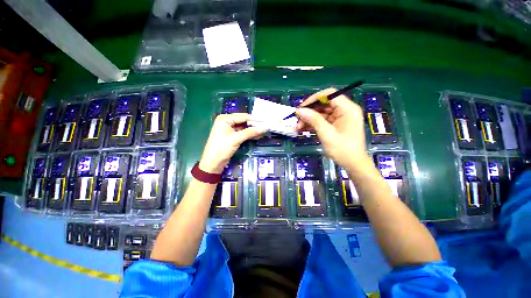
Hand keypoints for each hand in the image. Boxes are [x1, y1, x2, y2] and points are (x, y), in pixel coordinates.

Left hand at [199, 113, 265, 173]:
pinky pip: (242, 133)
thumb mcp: (236, 139)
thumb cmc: (222, 148)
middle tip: (266, 127)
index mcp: (225, 119)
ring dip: (253, 130)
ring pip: (244, 128)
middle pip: (244, 121)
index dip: (255, 119)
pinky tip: (257, 135)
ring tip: (264, 132)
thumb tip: (265, 127)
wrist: (213, 163)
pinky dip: (249, 134)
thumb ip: (251, 132)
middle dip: (255, 125)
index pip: (243, 116)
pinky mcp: (232, 136)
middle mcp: (227, 122)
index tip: (266, 121)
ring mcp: (229, 129)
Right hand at [296, 88, 368, 167]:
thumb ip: (313, 120)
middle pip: (324, 104)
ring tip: (298, 127)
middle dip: (310, 111)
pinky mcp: (336, 124)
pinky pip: (323, 120)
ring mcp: (340, 118)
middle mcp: (345, 110)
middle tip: (297, 120)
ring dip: (309, 119)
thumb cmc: (343, 150)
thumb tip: (299, 110)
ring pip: (322, 112)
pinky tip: (304, 128)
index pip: (329, 94)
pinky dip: (313, 123)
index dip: (314, 99)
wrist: (353, 165)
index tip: (302, 108)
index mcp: (348, 109)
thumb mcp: (327, 134)